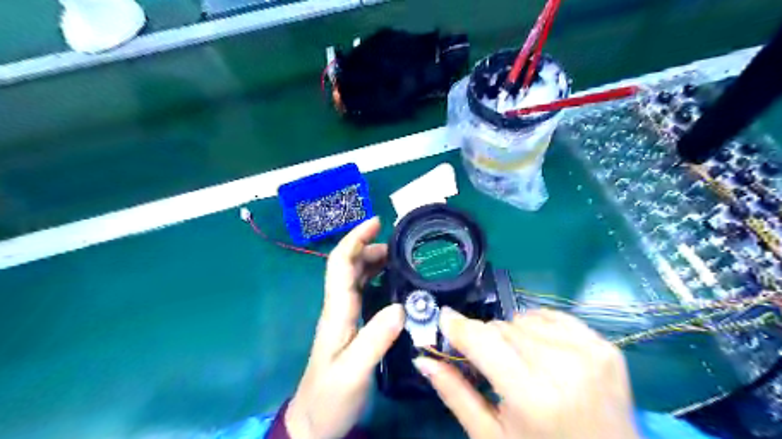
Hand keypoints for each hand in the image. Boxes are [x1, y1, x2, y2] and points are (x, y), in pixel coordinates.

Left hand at [287, 219, 402, 438]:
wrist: (314, 422)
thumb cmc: (330, 397)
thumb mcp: (354, 371)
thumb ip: (375, 339)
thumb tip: (400, 307)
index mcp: (336, 311)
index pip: (341, 264)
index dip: (355, 239)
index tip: (375, 222)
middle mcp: (338, 308)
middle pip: (349, 266)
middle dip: (369, 246)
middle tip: (399, 244)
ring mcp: (344, 317)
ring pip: (356, 278)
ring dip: (373, 261)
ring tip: (399, 257)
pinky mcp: (351, 326)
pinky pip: (363, 293)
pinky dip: (377, 279)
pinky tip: (393, 283)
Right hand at [411, 309, 637, 438]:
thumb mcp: (491, 436)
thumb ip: (455, 394)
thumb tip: (422, 359)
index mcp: (532, 397)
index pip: (483, 341)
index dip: (459, 326)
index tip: (444, 317)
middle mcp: (564, 368)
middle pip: (502, 328)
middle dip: (487, 340)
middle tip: (491, 364)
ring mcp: (589, 353)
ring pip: (524, 319)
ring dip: (513, 335)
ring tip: (522, 364)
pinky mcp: (605, 347)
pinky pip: (553, 316)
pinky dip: (538, 327)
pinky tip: (543, 351)